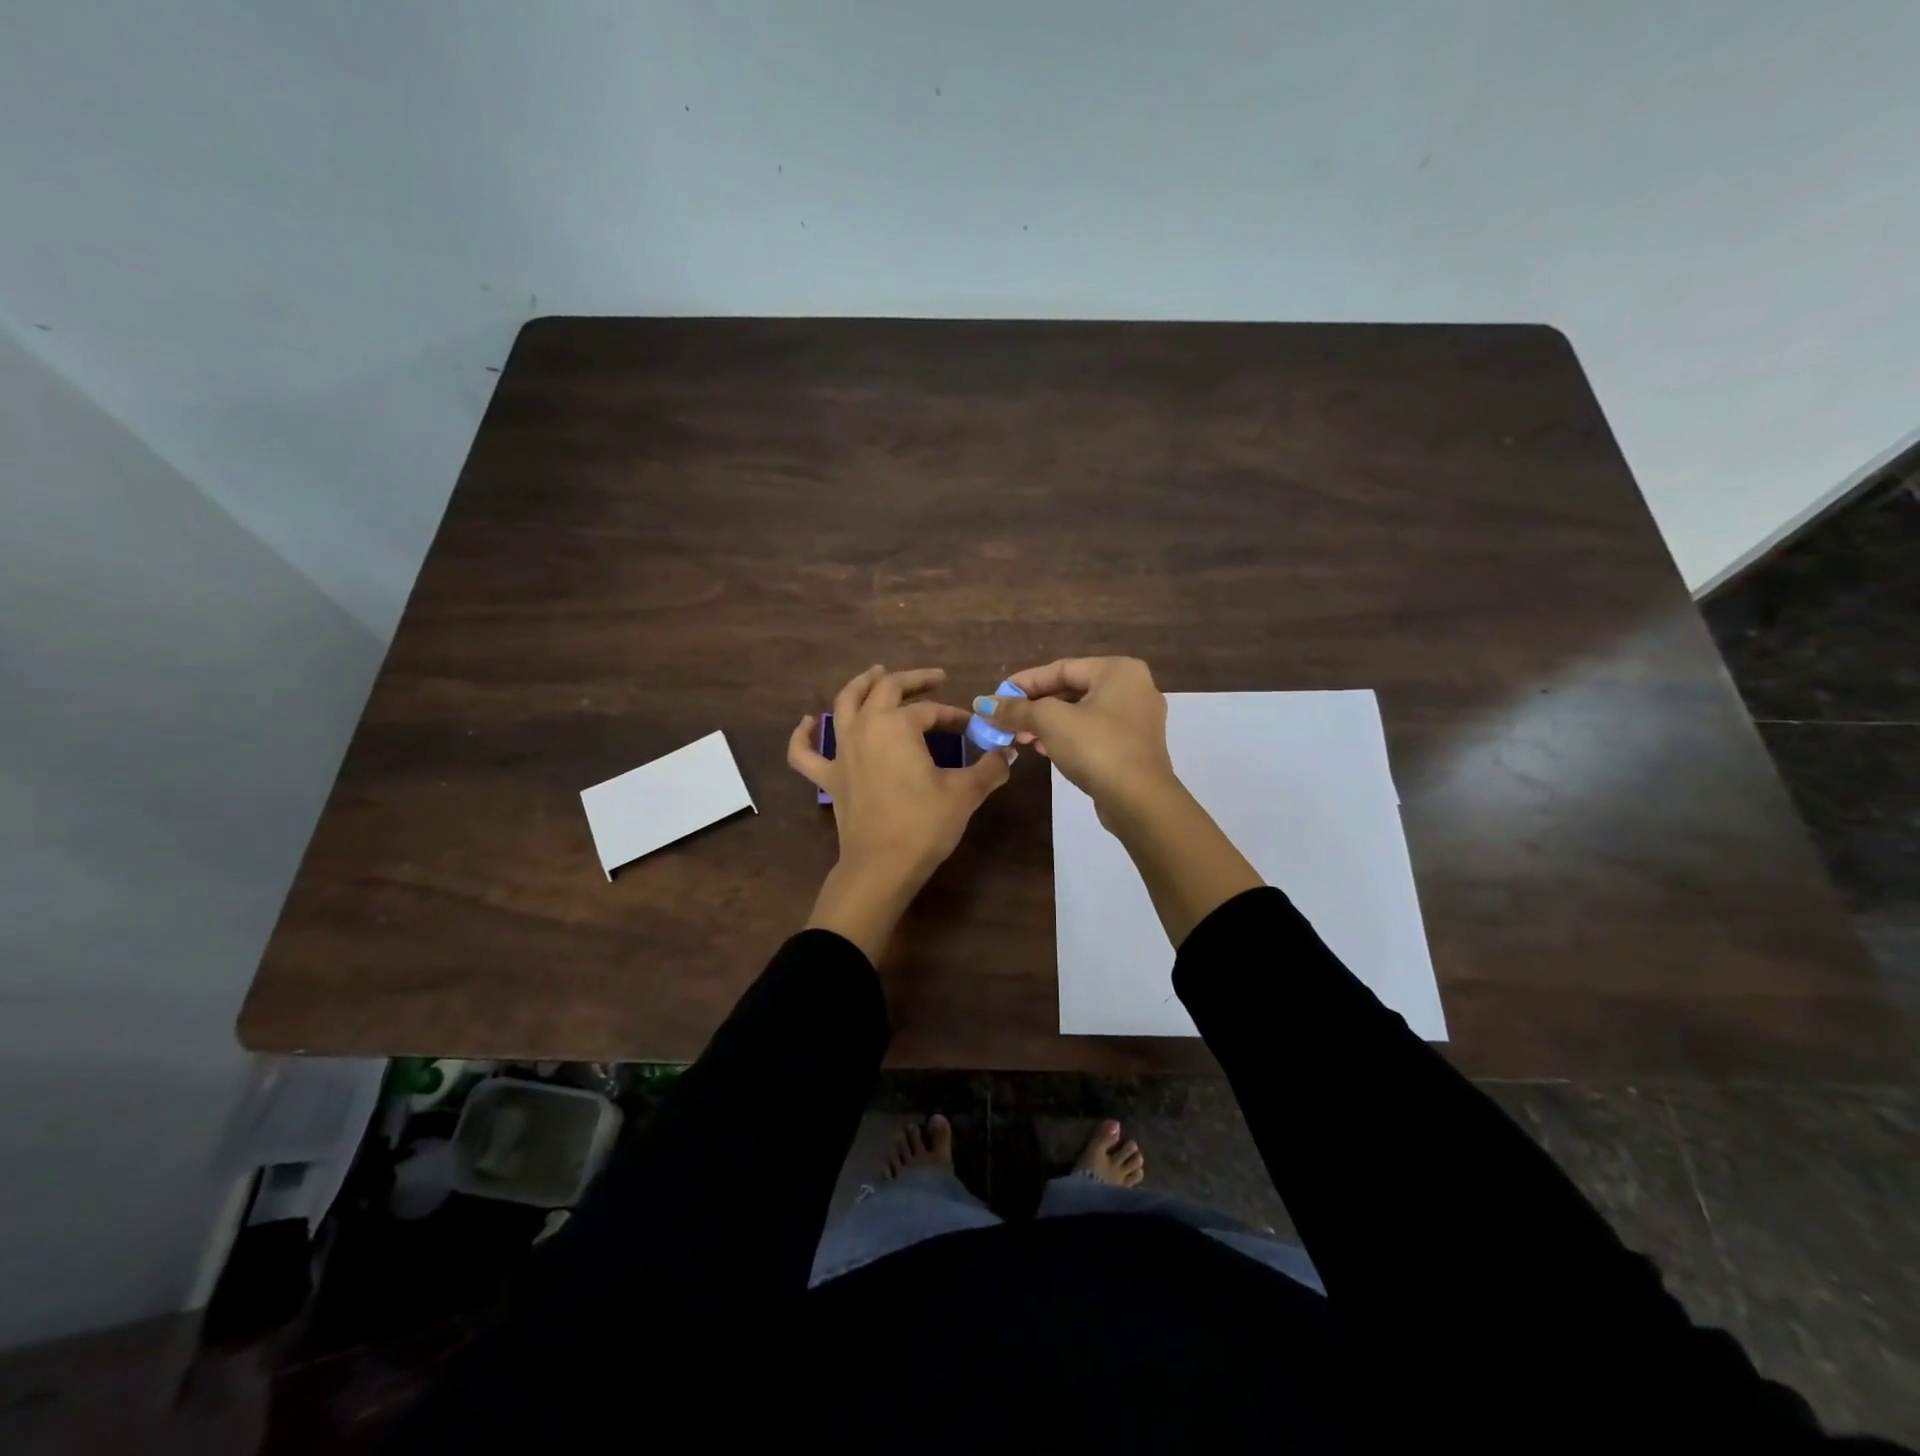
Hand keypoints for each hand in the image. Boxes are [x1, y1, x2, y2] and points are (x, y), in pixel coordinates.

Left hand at [789, 665, 1014, 959]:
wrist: (882, 866)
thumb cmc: (924, 824)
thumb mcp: (965, 793)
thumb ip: (990, 768)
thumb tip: (1008, 754)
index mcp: (897, 725)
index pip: (930, 710)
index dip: (953, 715)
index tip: (972, 728)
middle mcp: (865, 728)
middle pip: (885, 689)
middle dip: (912, 679)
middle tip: (934, 679)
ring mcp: (841, 752)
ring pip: (845, 704)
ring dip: (861, 685)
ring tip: (875, 673)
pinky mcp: (829, 778)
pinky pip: (805, 752)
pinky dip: (803, 735)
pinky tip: (808, 722)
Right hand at [975, 657, 1174, 821]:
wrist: (1138, 800)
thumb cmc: (1095, 747)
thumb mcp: (1050, 722)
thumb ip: (1016, 709)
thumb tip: (983, 704)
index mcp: (1118, 670)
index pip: (1062, 668)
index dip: (1025, 682)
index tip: (997, 696)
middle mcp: (1134, 688)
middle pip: (1072, 689)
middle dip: (1035, 706)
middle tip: (1006, 720)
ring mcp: (1138, 719)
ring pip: (1082, 713)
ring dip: (1048, 723)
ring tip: (1020, 738)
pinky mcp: (1135, 746)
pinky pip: (1094, 732)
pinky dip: (1068, 736)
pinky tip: (1044, 750)